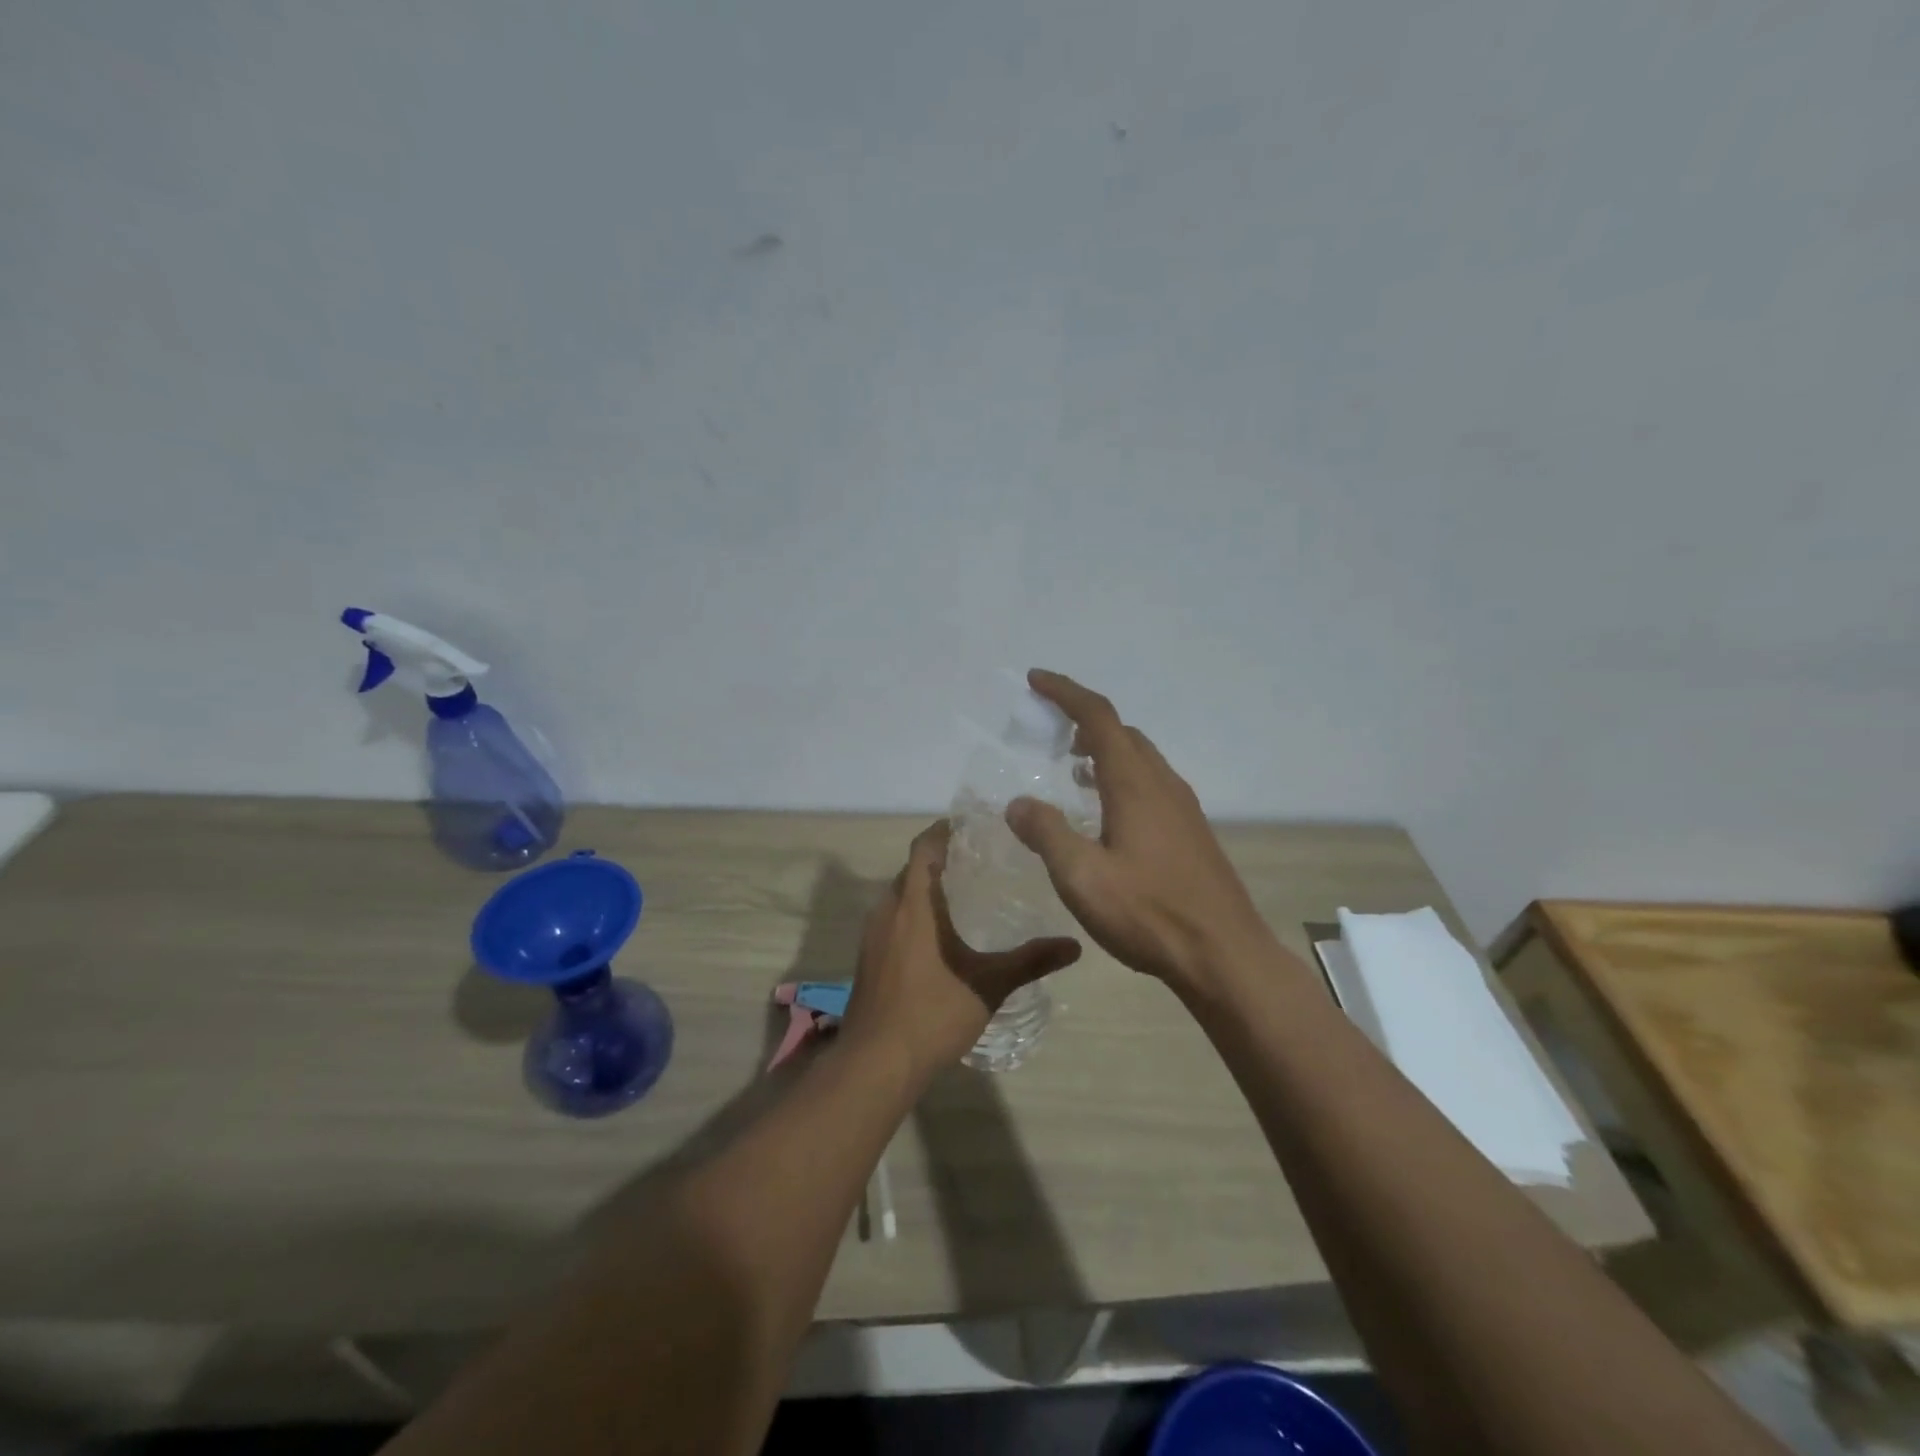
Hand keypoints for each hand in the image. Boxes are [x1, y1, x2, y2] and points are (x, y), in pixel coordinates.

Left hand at [840, 821, 1081, 1083]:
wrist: (876, 1062)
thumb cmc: (933, 1013)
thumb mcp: (989, 984)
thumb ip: (1031, 960)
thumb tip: (1074, 945)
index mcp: (914, 904)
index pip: (924, 847)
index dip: (944, 831)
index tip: (972, 826)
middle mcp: (888, 909)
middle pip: (911, 869)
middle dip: (939, 859)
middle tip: (979, 859)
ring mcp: (872, 935)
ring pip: (899, 895)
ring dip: (924, 887)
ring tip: (962, 893)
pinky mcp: (867, 957)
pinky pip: (891, 918)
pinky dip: (912, 913)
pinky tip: (937, 935)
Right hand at [1006, 669, 1274, 989]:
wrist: (1224, 955)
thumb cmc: (1149, 913)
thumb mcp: (1082, 877)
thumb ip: (1047, 834)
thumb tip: (1018, 803)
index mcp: (1135, 784)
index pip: (1098, 717)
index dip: (1066, 693)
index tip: (1036, 680)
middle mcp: (1162, 784)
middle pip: (1122, 732)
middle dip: (1084, 719)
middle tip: (1050, 727)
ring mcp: (1182, 808)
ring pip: (1140, 758)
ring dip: (1105, 749)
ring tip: (1072, 764)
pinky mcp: (1191, 832)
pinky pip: (1151, 783)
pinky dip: (1121, 776)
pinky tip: (1106, 811)